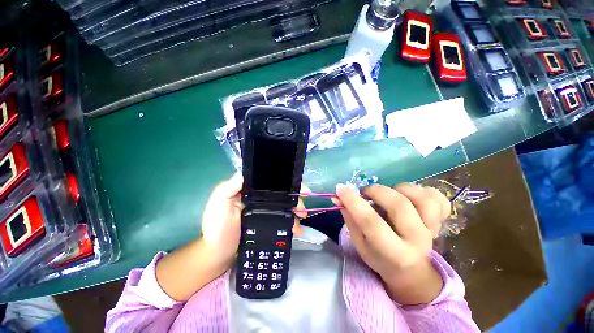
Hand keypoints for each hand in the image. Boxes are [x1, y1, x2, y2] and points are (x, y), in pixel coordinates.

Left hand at [157, 173, 306, 300]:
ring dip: (296, 210)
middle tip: (302, 208)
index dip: (285, 182)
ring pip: (285, 206)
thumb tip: (245, 171)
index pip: (270, 181)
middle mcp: (259, 198)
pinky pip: (283, 220)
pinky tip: (297, 230)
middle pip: (281, 193)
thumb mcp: (219, 204)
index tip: (299, 188)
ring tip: (301, 220)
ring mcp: (266, 211)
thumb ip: (229, 188)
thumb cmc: (217, 229)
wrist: (219, 256)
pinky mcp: (269, 224)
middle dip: (295, 198)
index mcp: (249, 190)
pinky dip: (292, 223)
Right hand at [334, 183, 449, 304]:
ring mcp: (433, 230)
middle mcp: (417, 240)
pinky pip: (439, 199)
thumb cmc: (380, 258)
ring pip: (423, 199)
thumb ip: (350, 218)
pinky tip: (411, 196)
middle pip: (400, 206)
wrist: (410, 271)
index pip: (371, 222)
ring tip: (389, 193)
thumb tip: (338, 196)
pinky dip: (424, 191)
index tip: (340, 188)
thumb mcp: (360, 243)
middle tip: (365, 192)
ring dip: (401, 189)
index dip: (353, 202)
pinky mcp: (441, 221)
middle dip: (376, 191)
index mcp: (394, 252)